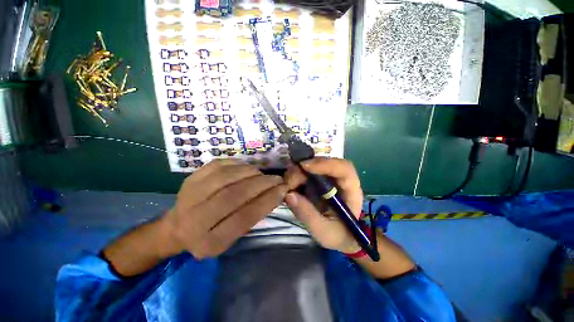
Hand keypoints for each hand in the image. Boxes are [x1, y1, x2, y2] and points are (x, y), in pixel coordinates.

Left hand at [161, 159, 287, 258]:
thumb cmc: (209, 235)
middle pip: (234, 195)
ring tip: (261, 174)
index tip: (283, 190)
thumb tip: (274, 194)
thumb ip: (251, 217)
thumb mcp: (231, 238)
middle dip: (261, 184)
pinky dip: (237, 164)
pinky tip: (246, 168)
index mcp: (209, 242)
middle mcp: (195, 220)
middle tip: (276, 178)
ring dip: (250, 172)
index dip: (267, 201)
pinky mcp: (190, 179)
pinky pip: (218, 165)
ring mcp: (189, 196)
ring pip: (226, 177)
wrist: (176, 227)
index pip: (244, 218)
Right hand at [284, 157, 362, 253]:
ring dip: (298, 172)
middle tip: (289, 181)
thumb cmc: (338, 235)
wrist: (340, 236)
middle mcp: (340, 180)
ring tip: (287, 185)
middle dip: (304, 169)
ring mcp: (328, 178)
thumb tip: (288, 195)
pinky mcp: (319, 181)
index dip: (325, 163)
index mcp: (351, 191)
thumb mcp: (324, 232)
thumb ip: (308, 215)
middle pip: (325, 163)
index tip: (304, 166)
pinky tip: (289, 186)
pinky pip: (306, 172)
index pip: (344, 169)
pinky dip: (296, 177)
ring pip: (314, 166)